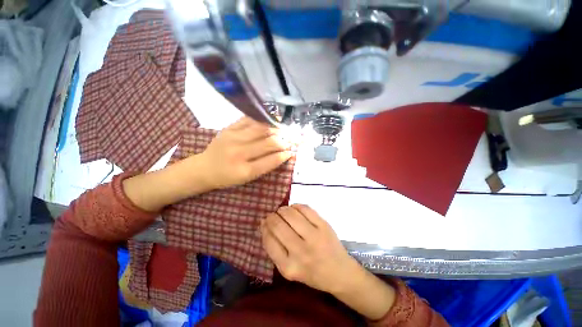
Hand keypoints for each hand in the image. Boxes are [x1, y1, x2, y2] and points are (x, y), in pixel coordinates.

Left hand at [197, 117, 292, 189]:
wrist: (205, 168)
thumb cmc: (228, 177)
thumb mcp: (247, 178)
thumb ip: (266, 166)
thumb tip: (284, 153)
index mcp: (244, 170)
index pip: (271, 160)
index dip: (285, 155)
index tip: (292, 152)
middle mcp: (239, 152)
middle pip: (269, 143)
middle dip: (285, 141)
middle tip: (293, 140)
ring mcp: (233, 137)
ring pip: (262, 129)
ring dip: (277, 129)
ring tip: (284, 130)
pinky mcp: (229, 128)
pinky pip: (250, 120)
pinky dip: (263, 120)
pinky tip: (271, 122)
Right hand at [261, 204, 397, 320]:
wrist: (340, 273)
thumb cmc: (312, 273)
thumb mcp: (289, 269)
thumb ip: (275, 248)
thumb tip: (264, 223)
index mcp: (289, 267)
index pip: (269, 240)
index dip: (264, 227)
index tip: (264, 221)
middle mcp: (301, 252)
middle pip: (278, 225)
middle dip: (271, 216)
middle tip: (272, 215)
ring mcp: (314, 237)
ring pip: (291, 214)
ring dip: (282, 209)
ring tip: (282, 211)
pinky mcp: (324, 226)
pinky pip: (305, 209)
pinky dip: (296, 206)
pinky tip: (295, 209)